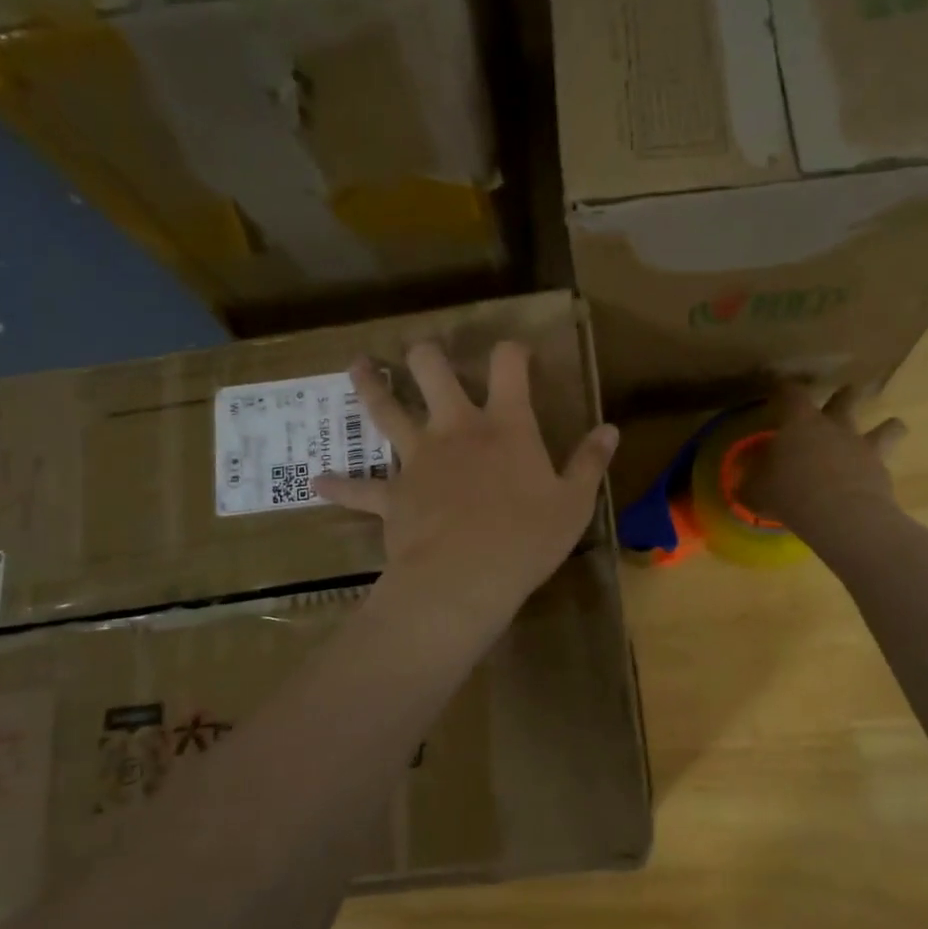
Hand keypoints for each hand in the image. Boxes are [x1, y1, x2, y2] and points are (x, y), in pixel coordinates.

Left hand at [314, 341, 618, 628]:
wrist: (465, 578)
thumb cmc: (527, 538)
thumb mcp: (574, 503)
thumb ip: (590, 463)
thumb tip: (610, 429)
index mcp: (504, 426)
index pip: (509, 366)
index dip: (512, 350)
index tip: (516, 352)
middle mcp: (455, 429)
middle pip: (433, 372)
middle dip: (427, 355)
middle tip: (421, 350)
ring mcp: (417, 459)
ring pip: (386, 412)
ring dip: (370, 388)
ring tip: (357, 367)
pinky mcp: (392, 495)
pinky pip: (359, 489)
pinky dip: (339, 485)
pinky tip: (316, 482)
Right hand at [743, 383, 905, 534]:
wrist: (839, 514)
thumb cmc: (789, 493)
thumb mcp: (756, 491)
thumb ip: (751, 483)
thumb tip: (743, 485)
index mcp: (800, 423)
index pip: (791, 393)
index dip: (784, 389)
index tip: (779, 389)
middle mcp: (835, 426)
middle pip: (845, 399)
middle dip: (845, 395)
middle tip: (845, 394)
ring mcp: (863, 446)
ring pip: (886, 427)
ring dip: (888, 426)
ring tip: (891, 427)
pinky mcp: (882, 471)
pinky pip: (887, 462)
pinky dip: (882, 467)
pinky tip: (877, 477)